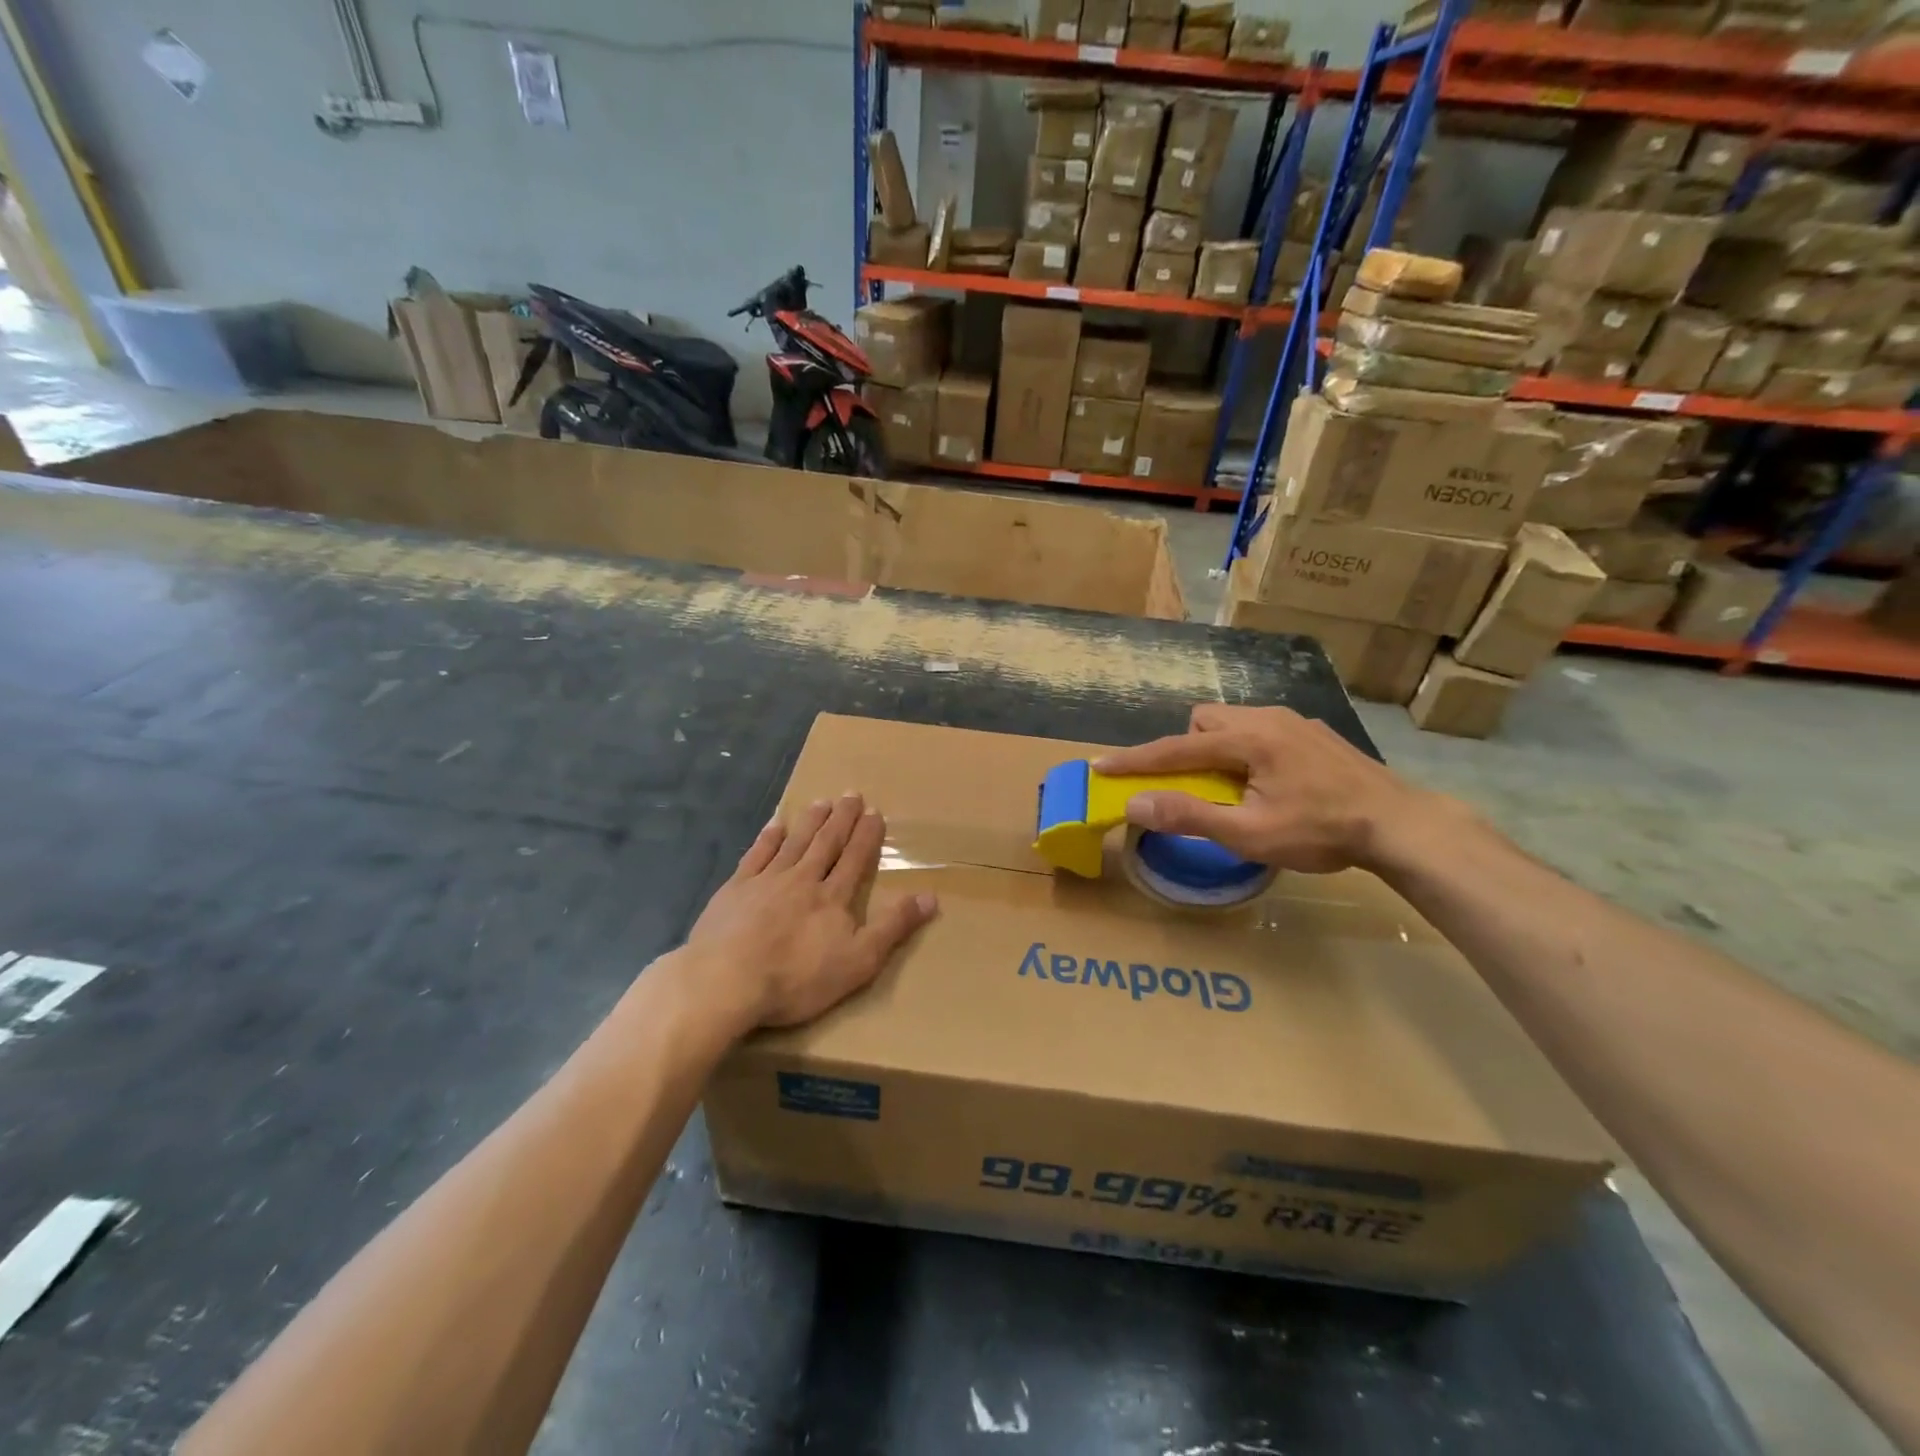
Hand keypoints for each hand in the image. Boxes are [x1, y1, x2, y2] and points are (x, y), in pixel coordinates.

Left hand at [683, 794, 937, 1031]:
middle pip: (826, 843)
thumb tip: (931, 897)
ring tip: (822, 802)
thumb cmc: (797, 977)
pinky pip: (756, 855)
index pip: (855, 859)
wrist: (726, 980)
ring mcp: (766, 881)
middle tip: (851, 795)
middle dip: (842, 819)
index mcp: (833, 897)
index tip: (875, 812)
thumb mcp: (859, 961)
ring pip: (794, 843)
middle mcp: (803, 879)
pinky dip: (768, 838)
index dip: (866, 836)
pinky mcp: (735, 889)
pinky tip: (774, 824)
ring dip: (810, 822)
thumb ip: (893, 927)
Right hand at [1094, 704, 1450, 874]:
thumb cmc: (1321, 831)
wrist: (1400, 824)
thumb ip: (1190, 815)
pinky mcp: (1314, 733)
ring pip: (1233, 723)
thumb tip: (1135, 805)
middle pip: (1203, 722)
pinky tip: (1271, 782)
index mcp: (1247, 739)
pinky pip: (1261, 730)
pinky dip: (1246, 750)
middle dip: (1187, 749)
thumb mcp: (1249, 833)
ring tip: (1234, 788)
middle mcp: (1267, 718)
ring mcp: (1294, 722)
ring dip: (1217, 749)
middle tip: (1198, 787)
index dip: (1135, 760)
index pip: (1175, 748)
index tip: (1101, 765)